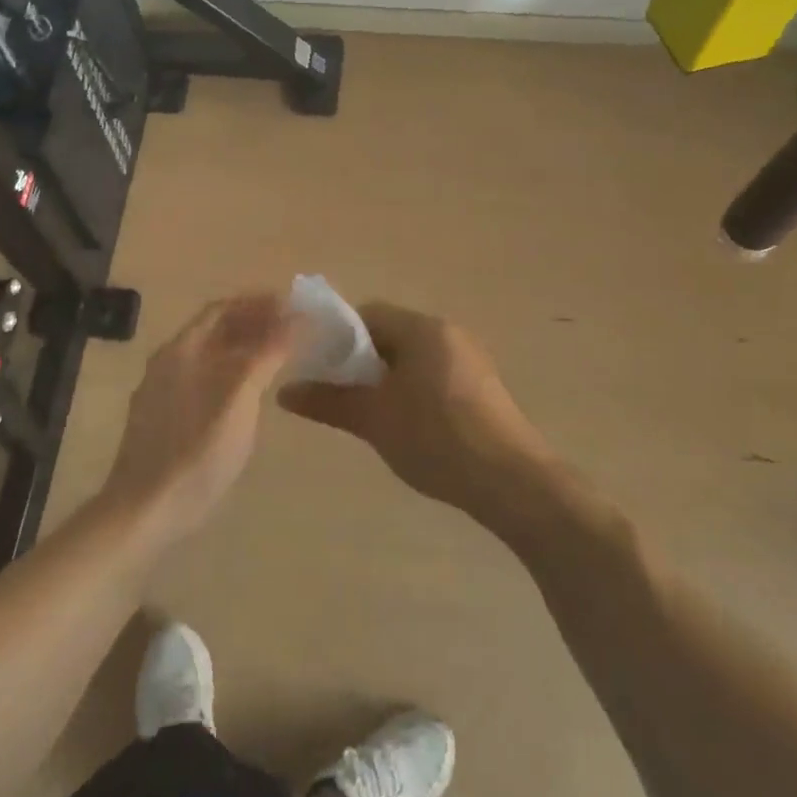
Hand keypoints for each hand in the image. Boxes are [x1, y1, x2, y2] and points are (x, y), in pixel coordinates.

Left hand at [99, 293, 297, 543]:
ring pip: (209, 357)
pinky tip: (249, 391)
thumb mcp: (239, 398)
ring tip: (278, 355)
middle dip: (252, 323)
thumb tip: (297, 316)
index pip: (221, 308)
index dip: (256, 302)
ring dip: (243, 348)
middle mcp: (168, 363)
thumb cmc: (196, 451)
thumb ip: (267, 353)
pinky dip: (231, 372)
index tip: (291, 304)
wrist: (145, 511)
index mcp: (181, 350)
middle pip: (214, 330)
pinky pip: (203, 379)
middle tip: (292, 328)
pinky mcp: (165, 419)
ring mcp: (163, 392)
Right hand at [280, 303, 555, 525]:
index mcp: (422, 328)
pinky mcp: (482, 388)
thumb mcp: (374, 419)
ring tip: (368, 415)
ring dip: (385, 379)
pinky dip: (411, 391)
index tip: (318, 368)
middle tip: (338, 395)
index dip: (337, 337)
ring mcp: (470, 360)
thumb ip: (328, 401)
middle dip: (360, 361)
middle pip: (390, 334)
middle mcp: (448, 333)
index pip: (367, 314)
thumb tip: (284, 392)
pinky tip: (405, 426)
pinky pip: (433, 375)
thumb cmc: (436, 438)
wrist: (512, 482)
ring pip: (412, 358)